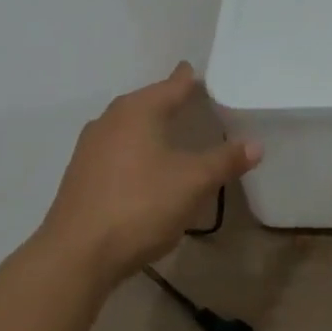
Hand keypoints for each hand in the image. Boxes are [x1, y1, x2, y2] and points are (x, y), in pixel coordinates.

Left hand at [38, 63, 261, 284]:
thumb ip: (225, 160)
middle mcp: (111, 119)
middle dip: (171, 101)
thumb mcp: (193, 182)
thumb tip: (256, 145)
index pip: (173, 84)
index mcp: (138, 110)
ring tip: (176, 133)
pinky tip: (148, 167)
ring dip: (152, 126)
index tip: (206, 74)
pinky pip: (118, 149)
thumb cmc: (140, 205)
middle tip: (198, 102)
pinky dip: (137, 149)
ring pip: (130, 125)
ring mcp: (91, 146)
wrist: (76, 255)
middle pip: (149, 101)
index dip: (192, 79)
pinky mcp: (81, 173)